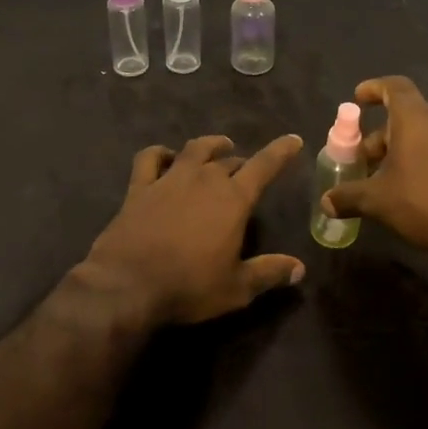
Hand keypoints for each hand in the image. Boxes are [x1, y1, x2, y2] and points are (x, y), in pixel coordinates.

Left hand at [84, 134, 305, 326]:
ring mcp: (169, 179)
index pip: (264, 166)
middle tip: (247, 172)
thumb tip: (300, 268)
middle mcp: (204, 180)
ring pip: (195, 149)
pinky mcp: (139, 187)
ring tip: (219, 147)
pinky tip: (166, 157)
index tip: (293, 140)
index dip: (281, 151)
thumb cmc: (189, 287)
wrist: (127, 285)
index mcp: (233, 199)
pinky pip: (150, 158)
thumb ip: (269, 273)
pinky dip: (161, 152)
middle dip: (242, 163)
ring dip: (210, 146)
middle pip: (229, 161)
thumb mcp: (237, 288)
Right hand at [321, 76, 427, 250]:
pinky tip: (416, 190)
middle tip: (365, 160)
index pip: (394, 87)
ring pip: (425, 136)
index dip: (374, 88)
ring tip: (388, 179)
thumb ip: (349, 197)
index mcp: (415, 118)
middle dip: (382, 136)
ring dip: (403, 151)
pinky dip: (425, 161)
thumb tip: (326, 202)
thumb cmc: (424, 201)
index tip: (359, 98)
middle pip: (406, 117)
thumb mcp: (379, 201)